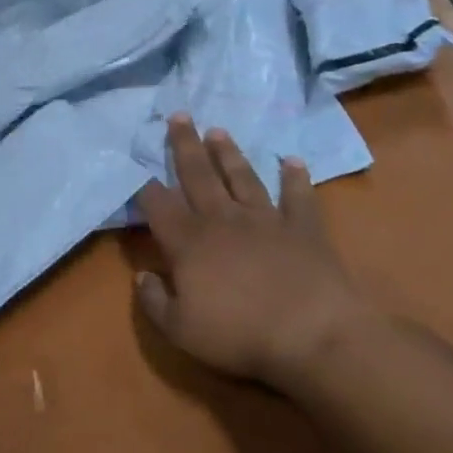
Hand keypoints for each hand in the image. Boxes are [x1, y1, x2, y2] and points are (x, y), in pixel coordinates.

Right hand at [136, 115, 371, 389]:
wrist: (316, 336)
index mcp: (188, 241)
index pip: (158, 204)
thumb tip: (142, 276)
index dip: (144, 187)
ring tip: (219, 131)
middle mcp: (222, 219)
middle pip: (197, 175)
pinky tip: (292, 161)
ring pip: (241, 177)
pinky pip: (298, 196)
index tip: (136, 169)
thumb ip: (154, 301)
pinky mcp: (304, 228)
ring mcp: (265, 219)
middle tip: (179, 116)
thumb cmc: (240, 335)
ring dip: (229, 154)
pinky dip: (295, 177)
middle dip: (185, 145)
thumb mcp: (180, 330)